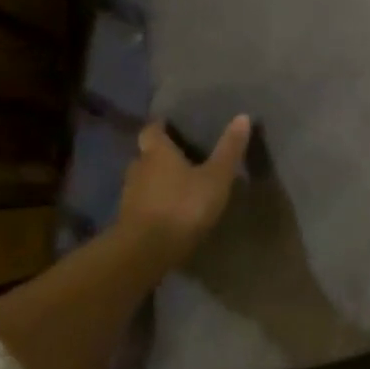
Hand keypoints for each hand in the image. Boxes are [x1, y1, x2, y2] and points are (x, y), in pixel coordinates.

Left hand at [118, 115, 252, 263]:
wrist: (145, 252)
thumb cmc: (183, 206)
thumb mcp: (215, 178)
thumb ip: (228, 149)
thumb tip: (243, 116)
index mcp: (157, 152)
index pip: (151, 130)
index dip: (160, 126)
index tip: (171, 125)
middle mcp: (138, 168)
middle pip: (145, 154)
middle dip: (159, 154)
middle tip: (180, 156)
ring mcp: (129, 196)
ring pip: (142, 180)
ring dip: (156, 180)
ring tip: (177, 184)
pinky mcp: (127, 221)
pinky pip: (141, 203)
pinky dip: (153, 202)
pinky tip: (169, 211)